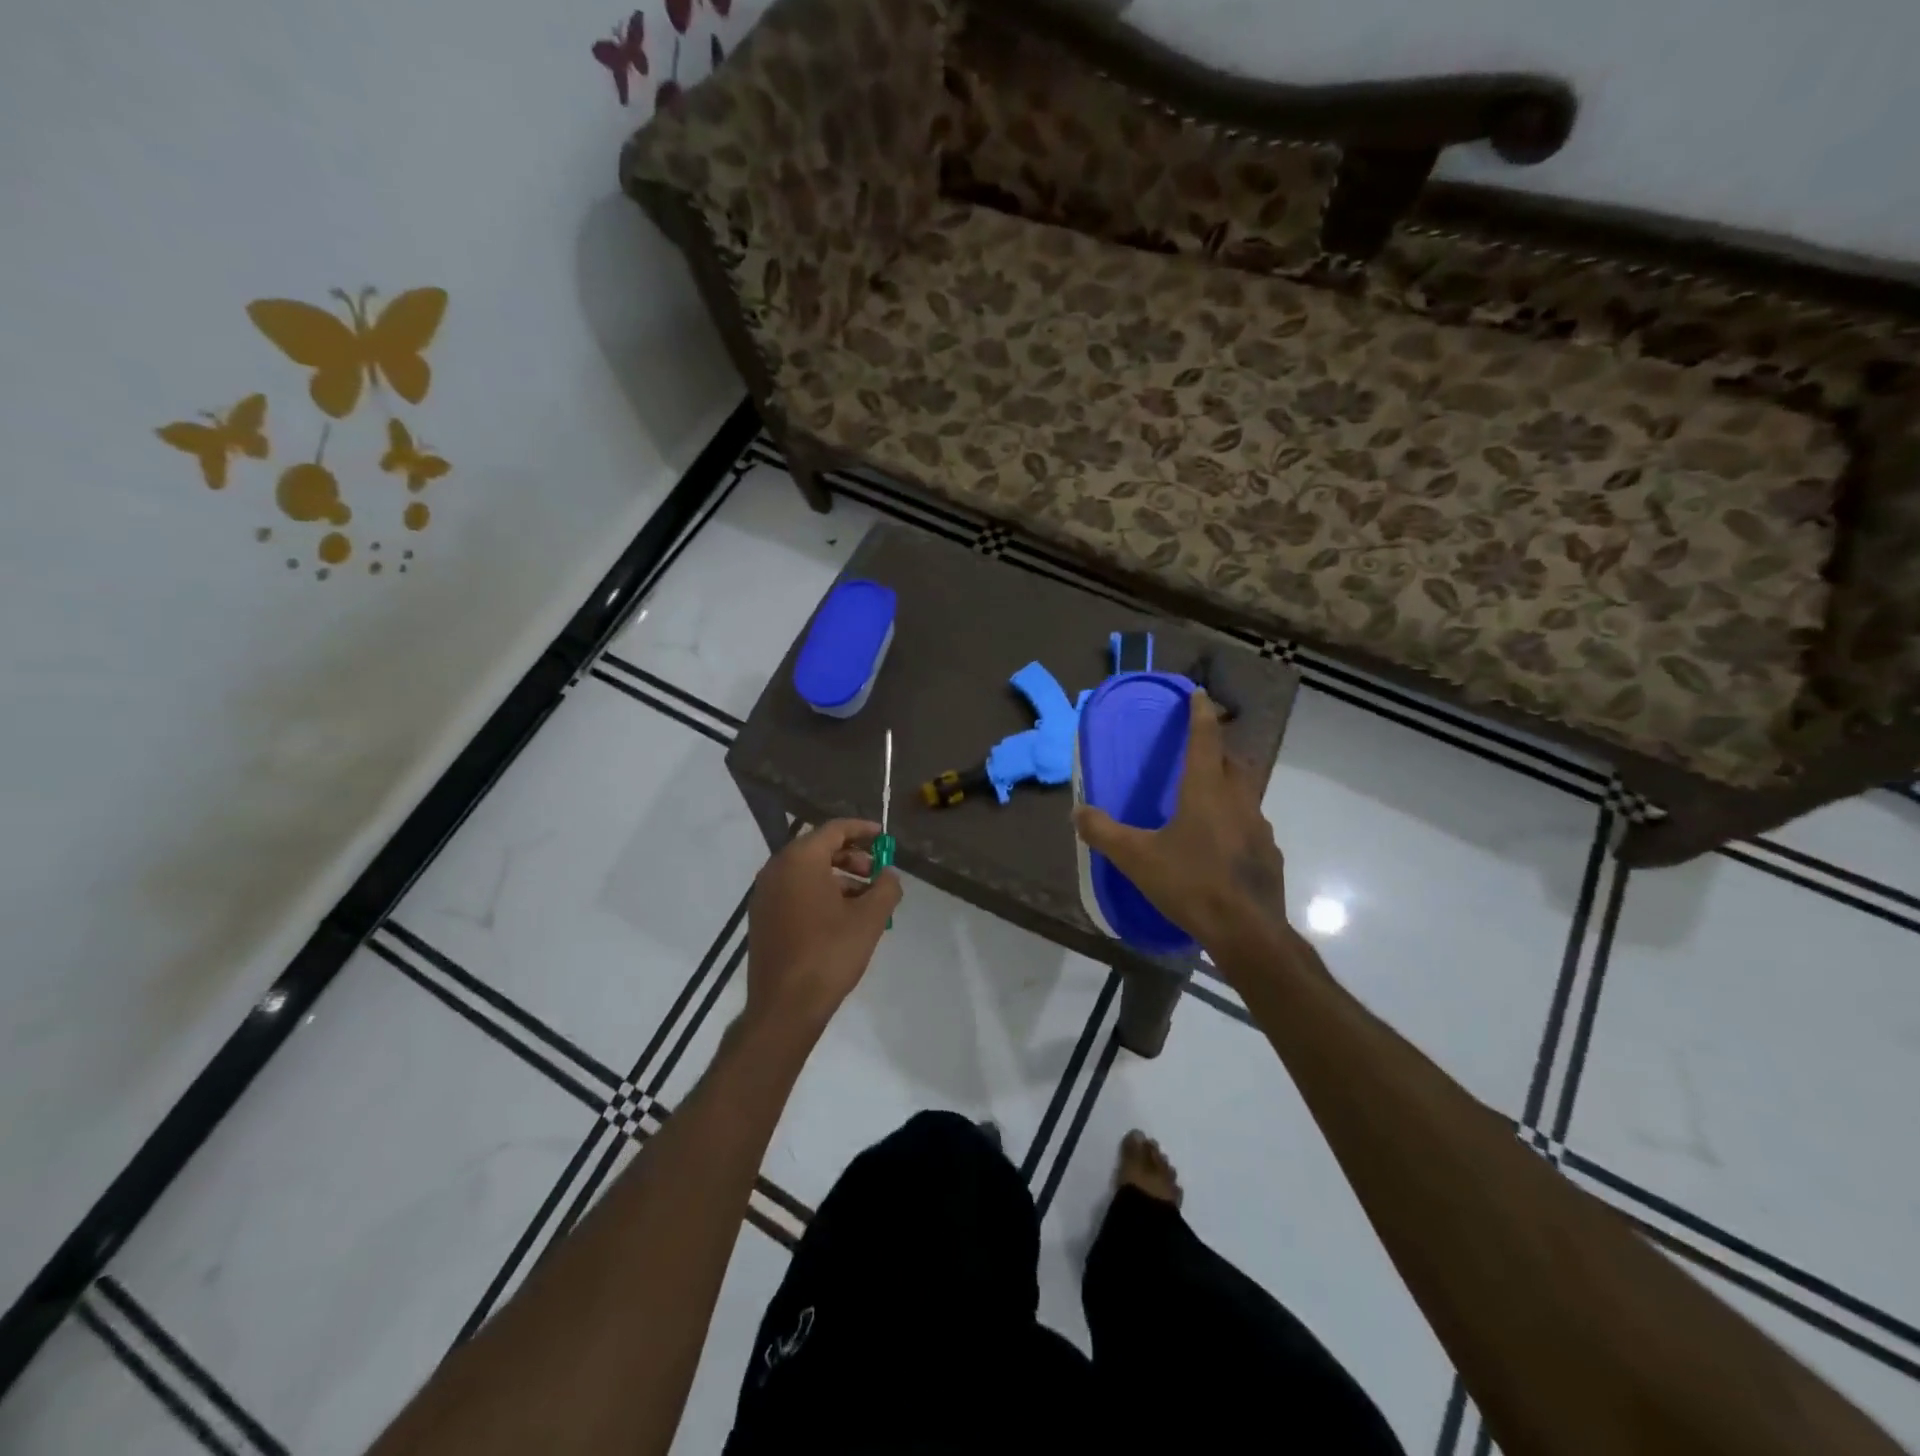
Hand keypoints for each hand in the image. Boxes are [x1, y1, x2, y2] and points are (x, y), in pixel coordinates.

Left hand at [745, 819, 902, 1033]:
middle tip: (877, 873)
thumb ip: (886, 888)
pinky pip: (795, 891)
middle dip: (852, 857)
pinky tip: (842, 917)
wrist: (785, 1007)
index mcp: (799, 860)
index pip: (834, 830)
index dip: (863, 830)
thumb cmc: (829, 954)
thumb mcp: (869, 919)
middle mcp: (776, 869)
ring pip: (806, 872)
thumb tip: (890, 876)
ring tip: (866, 901)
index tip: (885, 837)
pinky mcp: (762, 917)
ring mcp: (765, 895)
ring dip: (838, 878)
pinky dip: (820, 893)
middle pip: (818, 848)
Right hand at [1072, 689, 1289, 952]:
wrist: (1247, 931)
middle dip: (1217, 747)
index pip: (1205, 739)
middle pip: (1231, 761)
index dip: (1201, 714)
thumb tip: (1077, 812)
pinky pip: (1251, 824)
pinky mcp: (1268, 853)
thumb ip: (1104, 832)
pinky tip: (1220, 843)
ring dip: (1227, 784)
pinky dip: (1235, 820)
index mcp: (1206, 790)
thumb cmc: (1191, 883)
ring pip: (1244, 792)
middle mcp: (1238, 800)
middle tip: (1199, 747)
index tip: (1200, 694)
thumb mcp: (1136, 858)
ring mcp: (1259, 827)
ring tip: (1206, 796)